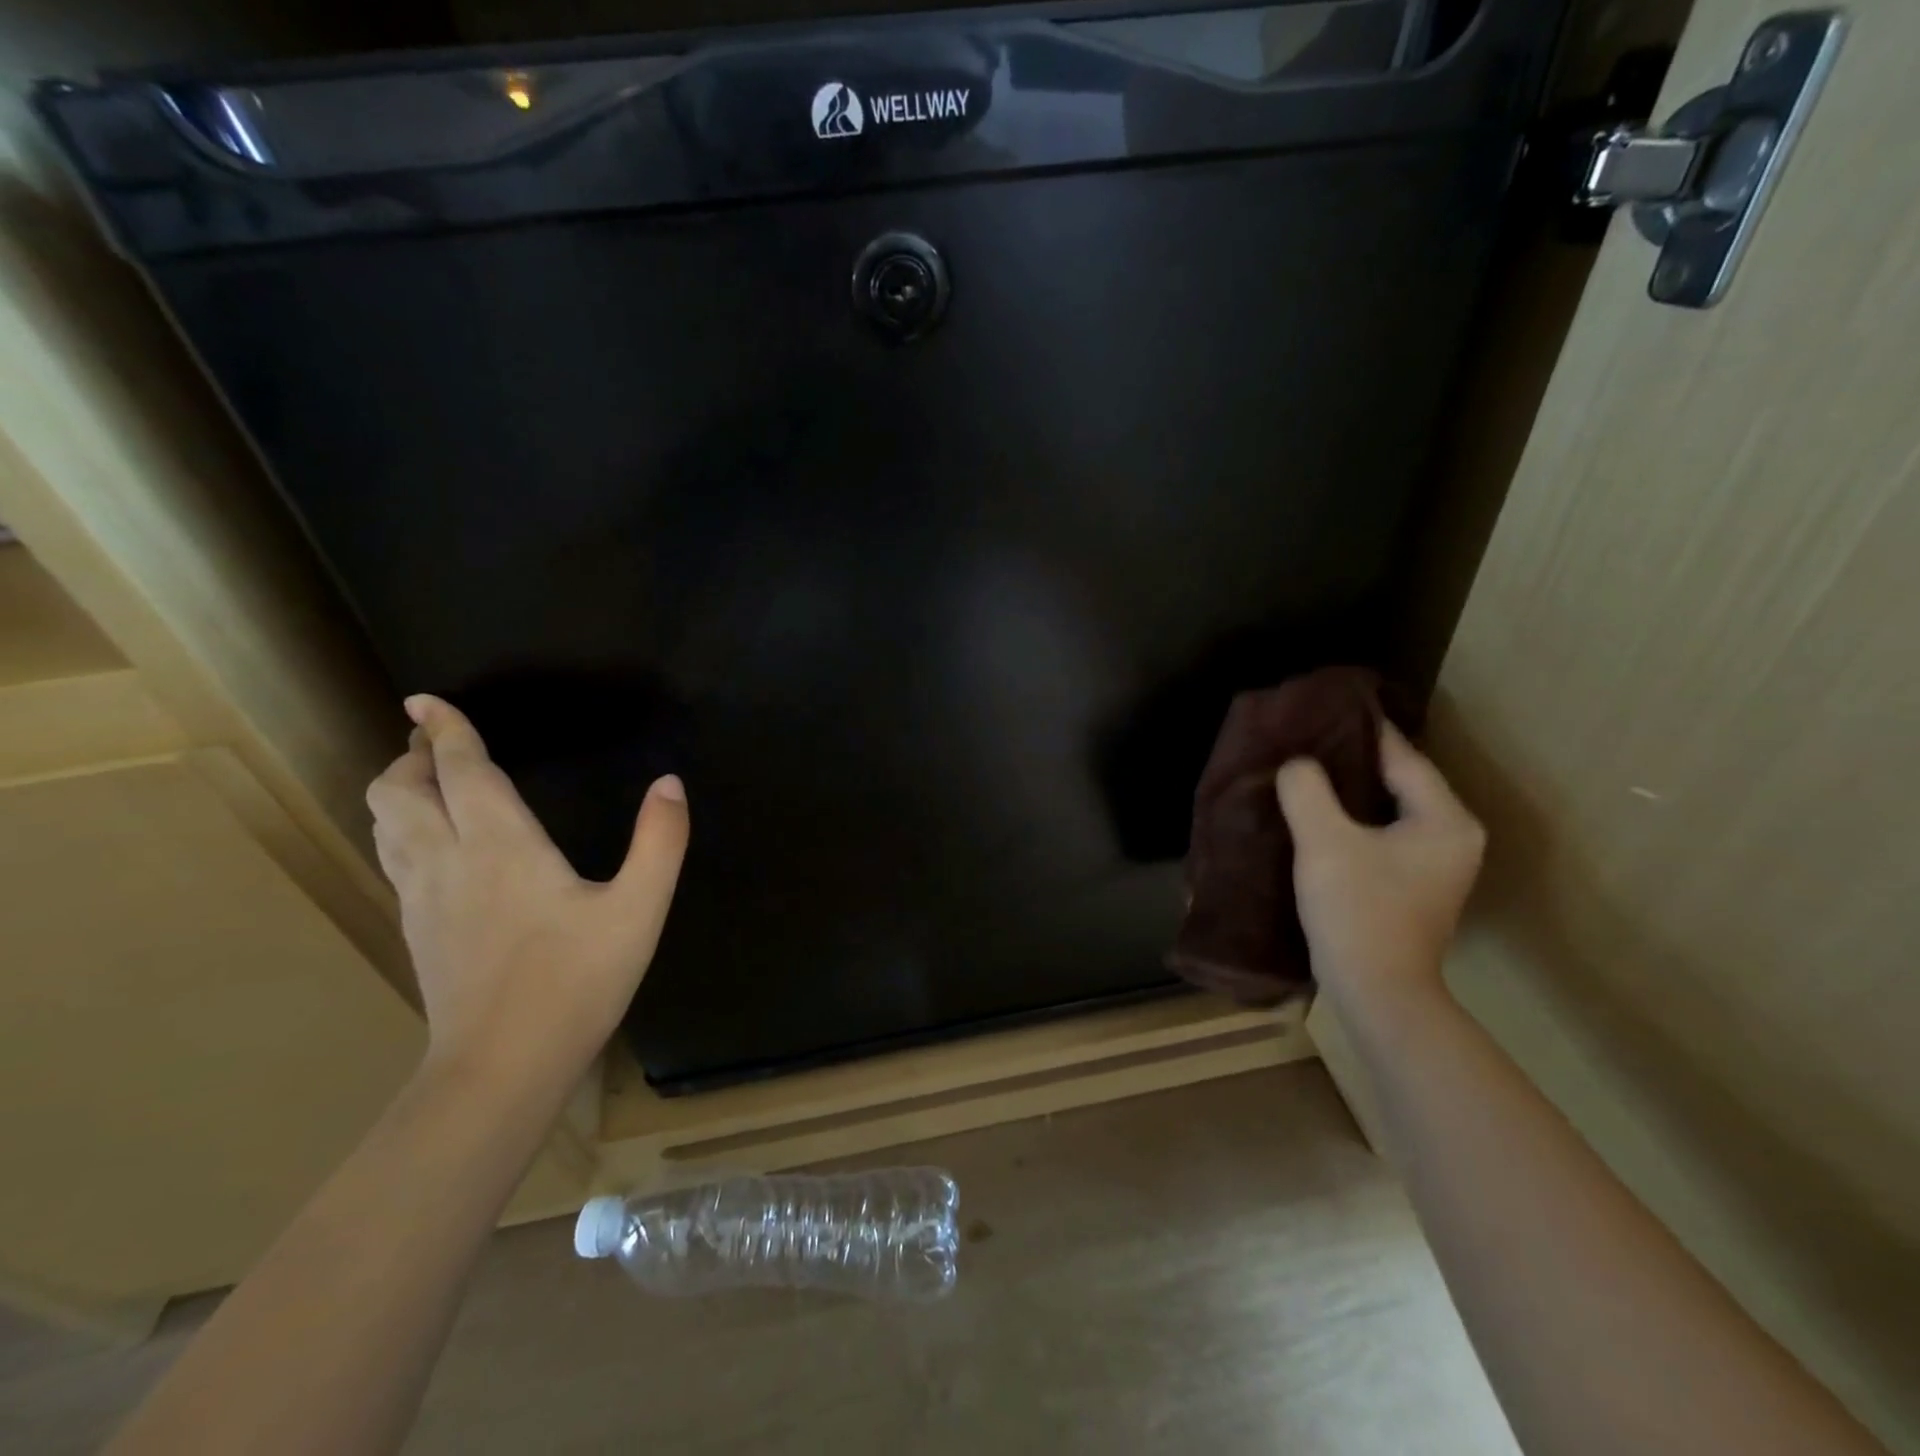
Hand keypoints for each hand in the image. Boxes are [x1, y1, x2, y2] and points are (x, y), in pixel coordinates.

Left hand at [366, 695, 688, 1083]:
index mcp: (501, 845)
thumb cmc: (577, 981)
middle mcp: (449, 860)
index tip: (425, 698)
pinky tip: (432, 841)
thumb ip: (660, 841)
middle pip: (400, 792)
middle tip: (435, 740)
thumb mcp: (639, 909)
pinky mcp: (417, 928)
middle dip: (412, 756)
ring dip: (400, 791)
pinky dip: (403, 828)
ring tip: (426, 779)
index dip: (444, 729)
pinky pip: (395, 856)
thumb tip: (670, 784)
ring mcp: (423, 897)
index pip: (459, 770)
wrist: (502, 1066)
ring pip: (388, 824)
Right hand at [1275, 723, 1483, 1019]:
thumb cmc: (1358, 911)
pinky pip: (1381, 833)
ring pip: (1387, 808)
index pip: (1402, 757)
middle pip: (1397, 780)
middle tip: (1304, 742)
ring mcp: (1435, 863)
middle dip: (1351, 761)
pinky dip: (1352, 820)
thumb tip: (1296, 764)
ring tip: (1304, 773)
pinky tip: (1317, 815)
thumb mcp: (1325, 842)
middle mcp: (1452, 835)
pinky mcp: (1413, 883)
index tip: (1319, 712)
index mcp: (1445, 819)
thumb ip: (1307, 790)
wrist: (1376, 991)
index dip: (1359, 733)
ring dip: (1349, 793)